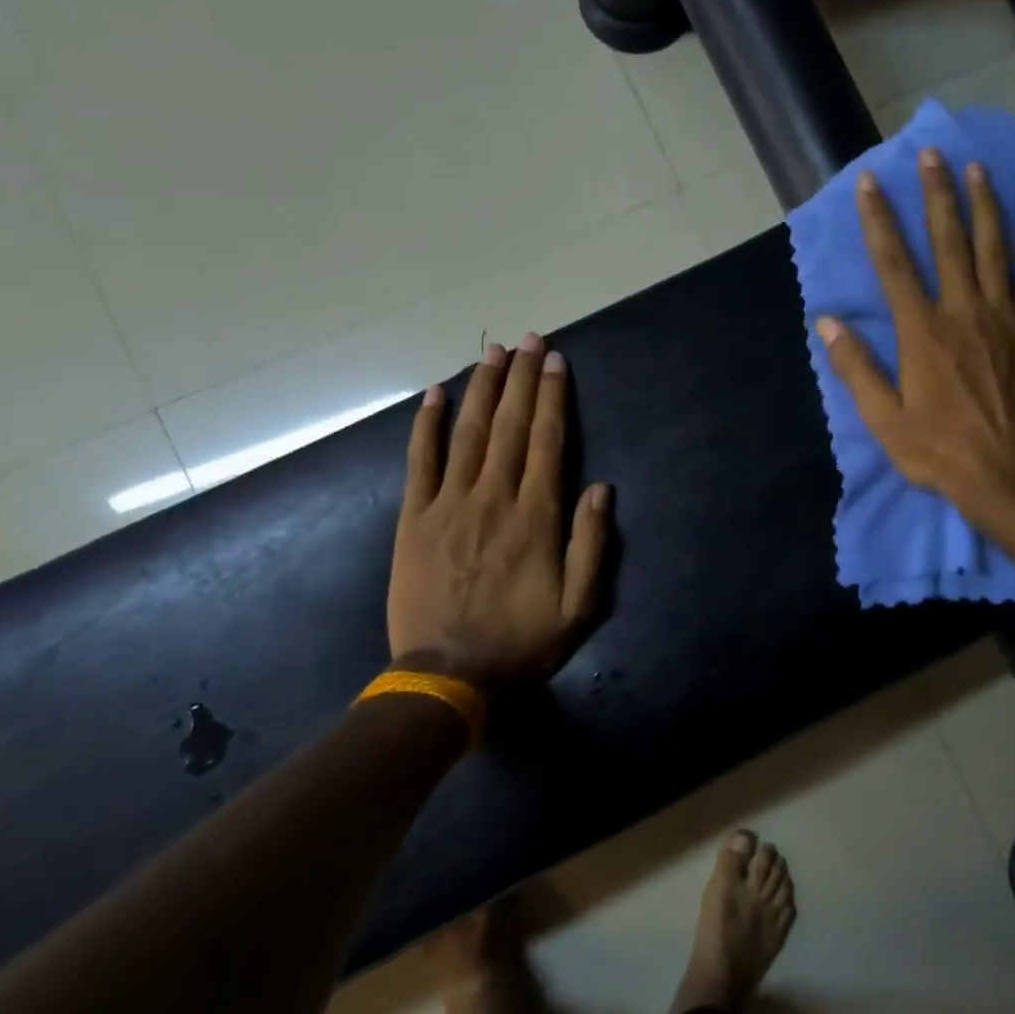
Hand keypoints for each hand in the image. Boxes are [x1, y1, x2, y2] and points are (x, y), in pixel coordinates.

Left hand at [387, 334, 611, 691]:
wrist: (448, 675)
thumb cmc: (522, 642)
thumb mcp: (580, 606)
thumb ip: (592, 544)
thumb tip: (601, 487)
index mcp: (537, 517)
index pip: (547, 441)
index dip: (552, 397)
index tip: (555, 361)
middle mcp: (494, 498)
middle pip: (509, 426)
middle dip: (521, 379)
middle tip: (528, 339)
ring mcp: (448, 504)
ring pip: (468, 433)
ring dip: (482, 389)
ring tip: (493, 352)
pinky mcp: (413, 518)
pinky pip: (420, 461)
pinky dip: (426, 425)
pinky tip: (434, 393)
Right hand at [816, 148, 1014, 529]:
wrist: (1008, 475)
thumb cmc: (939, 451)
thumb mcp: (884, 420)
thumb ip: (856, 368)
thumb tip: (826, 323)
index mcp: (922, 332)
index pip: (894, 264)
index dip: (879, 220)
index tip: (870, 182)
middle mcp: (963, 312)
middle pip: (949, 241)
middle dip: (937, 194)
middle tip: (932, 154)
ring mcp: (1004, 319)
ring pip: (994, 249)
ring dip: (984, 206)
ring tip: (976, 170)